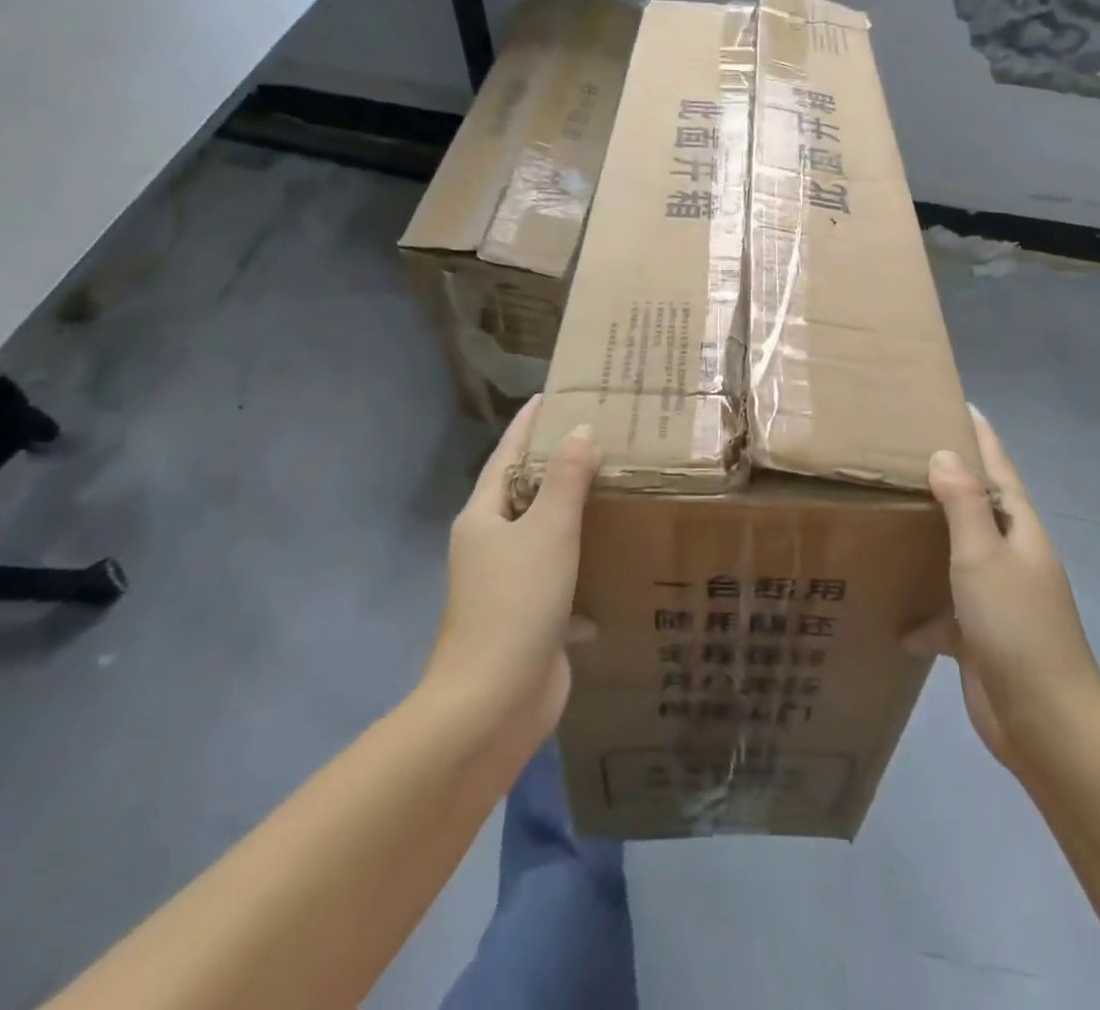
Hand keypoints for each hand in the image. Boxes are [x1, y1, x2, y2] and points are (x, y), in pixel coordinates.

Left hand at [421, 397, 599, 771]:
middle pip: (526, 494)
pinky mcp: (532, 620)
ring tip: (615, 491)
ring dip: (575, 518)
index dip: (529, 424)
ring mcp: (509, 586)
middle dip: (559, 467)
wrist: (493, 704)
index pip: (508, 455)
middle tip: (601, 437)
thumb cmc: (516, 603)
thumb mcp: (547, 531)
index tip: (552, 396)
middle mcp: (491, 546)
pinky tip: (616, 569)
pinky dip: (585, 572)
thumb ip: (566, 479)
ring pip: (546, 538)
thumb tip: (581, 431)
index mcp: (483, 518)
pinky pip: (563, 581)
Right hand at [907, 405, 1099, 769]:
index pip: (1001, 471)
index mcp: (1020, 533)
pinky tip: (894, 619)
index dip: (983, 439)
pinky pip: (947, 610)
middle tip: (909, 453)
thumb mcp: (983, 558)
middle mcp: (1012, 559)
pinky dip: (924, 612)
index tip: (962, 405)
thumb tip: (945, 454)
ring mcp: (999, 599)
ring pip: (959, 556)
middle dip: (952, 481)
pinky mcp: (981, 636)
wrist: (1044, 724)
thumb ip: (964, 505)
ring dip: (932, 541)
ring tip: (892, 518)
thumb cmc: (1016, 627)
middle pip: (980, 508)